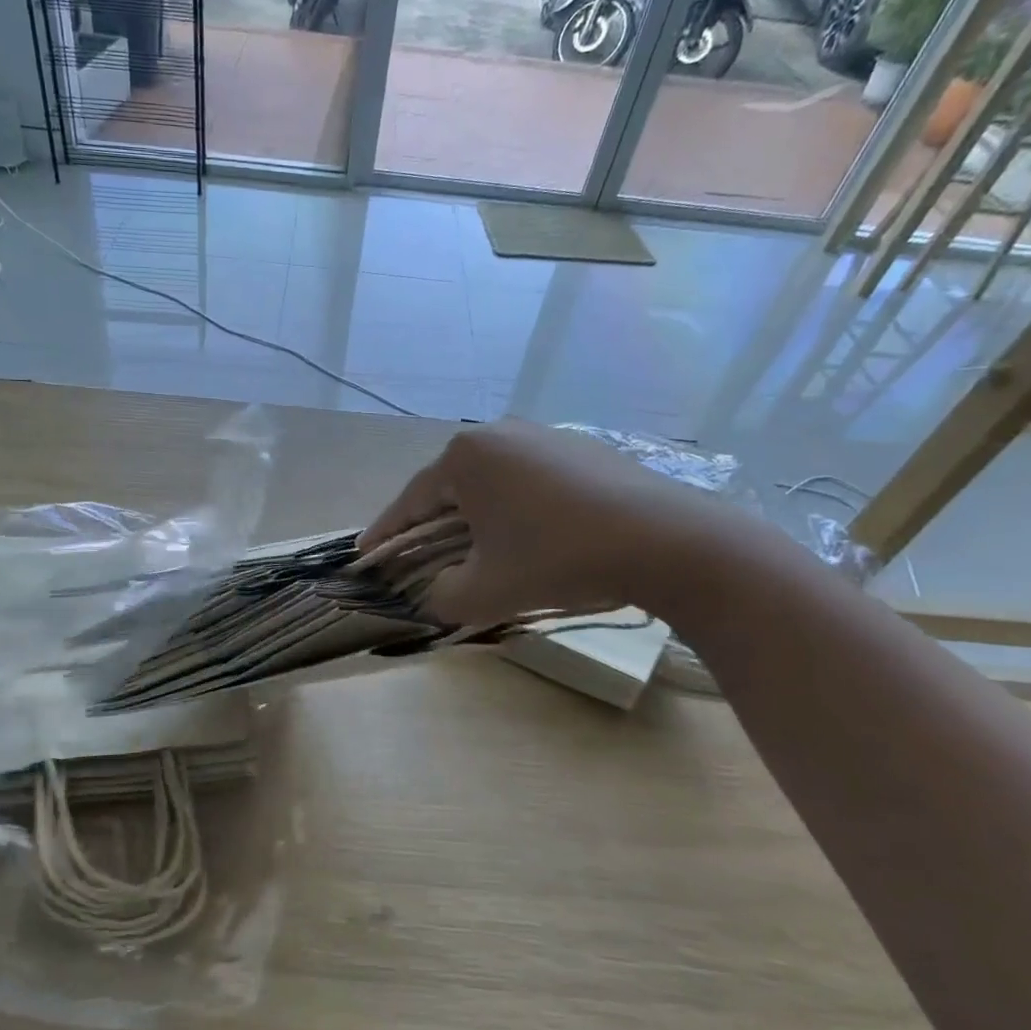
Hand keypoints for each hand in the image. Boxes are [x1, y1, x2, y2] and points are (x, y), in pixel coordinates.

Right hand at [360, 421, 759, 625]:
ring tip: (473, 551)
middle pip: (450, 487)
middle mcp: (499, 432)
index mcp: (466, 456)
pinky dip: (514, 509)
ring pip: (491, 483)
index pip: (411, 501)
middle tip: (418, 557)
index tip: (365, 554)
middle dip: (431, 525)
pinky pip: (528, 481)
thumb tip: (435, 593)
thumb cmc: (557, 559)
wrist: (665, 542)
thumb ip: (442, 596)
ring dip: (475, 518)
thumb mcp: (486, 591)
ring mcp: (544, 435)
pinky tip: (526, 537)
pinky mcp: (581, 448)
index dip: (386, 533)